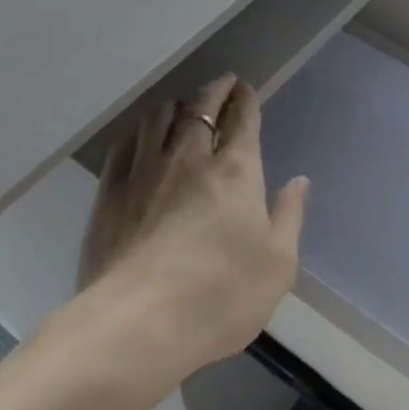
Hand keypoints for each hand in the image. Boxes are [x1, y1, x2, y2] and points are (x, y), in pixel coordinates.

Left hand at [80, 75, 308, 373]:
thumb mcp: (277, 265)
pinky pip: (125, 146)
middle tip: (223, 84)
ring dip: (176, 105)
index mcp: (236, 170)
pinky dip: (140, 133)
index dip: (246, 98)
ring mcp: (144, 172)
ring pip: (158, 117)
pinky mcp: (109, 194)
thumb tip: (299, 182)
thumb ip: (289, 217)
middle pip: (200, 106)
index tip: (245, 88)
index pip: (242, 117)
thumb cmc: (221, 296)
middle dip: (215, 90)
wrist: (138, 325)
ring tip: (182, 107)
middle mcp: (190, 158)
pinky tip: (142, 139)